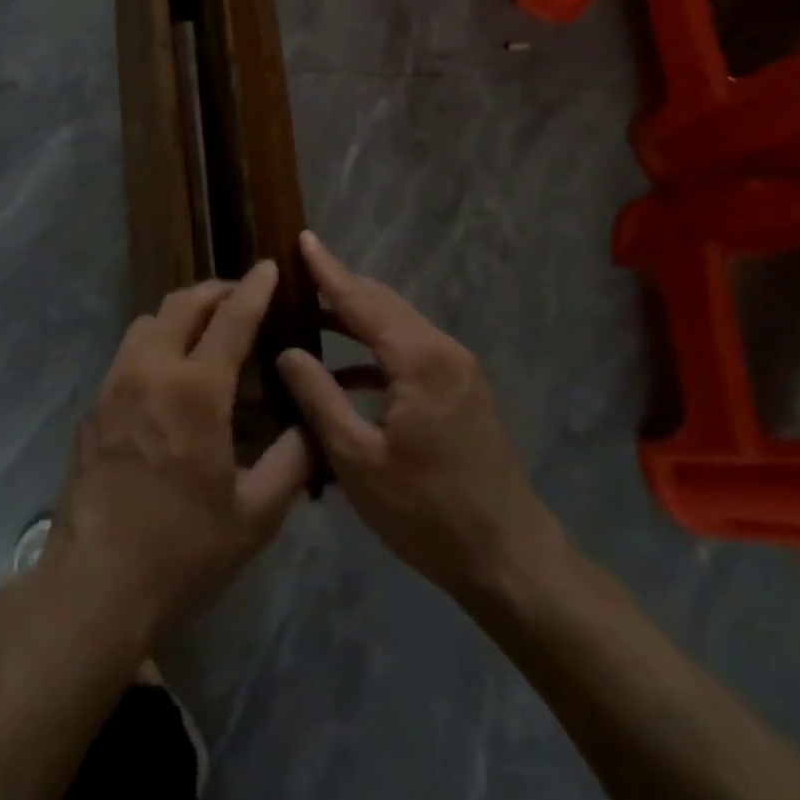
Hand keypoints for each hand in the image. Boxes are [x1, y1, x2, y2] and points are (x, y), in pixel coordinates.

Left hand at [41, 262, 312, 648]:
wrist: (97, 580)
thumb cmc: (183, 548)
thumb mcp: (255, 514)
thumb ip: (292, 461)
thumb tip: (310, 424)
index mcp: (195, 389)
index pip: (231, 318)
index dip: (254, 288)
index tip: (269, 266)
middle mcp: (151, 369)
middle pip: (183, 303)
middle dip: (217, 290)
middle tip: (243, 297)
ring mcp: (116, 382)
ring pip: (150, 319)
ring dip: (183, 312)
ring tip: (208, 330)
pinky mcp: (95, 401)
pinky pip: (129, 348)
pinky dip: (157, 339)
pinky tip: (171, 372)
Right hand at [277, 233, 560, 603]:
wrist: (511, 562)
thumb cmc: (428, 513)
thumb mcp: (358, 460)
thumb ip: (319, 397)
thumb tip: (287, 351)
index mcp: (419, 360)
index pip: (361, 299)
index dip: (327, 270)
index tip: (302, 237)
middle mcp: (443, 350)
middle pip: (383, 304)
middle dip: (340, 287)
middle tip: (295, 276)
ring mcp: (458, 370)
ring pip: (397, 326)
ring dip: (355, 318)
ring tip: (309, 316)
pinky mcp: (462, 390)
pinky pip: (410, 353)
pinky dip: (374, 352)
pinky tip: (344, 373)